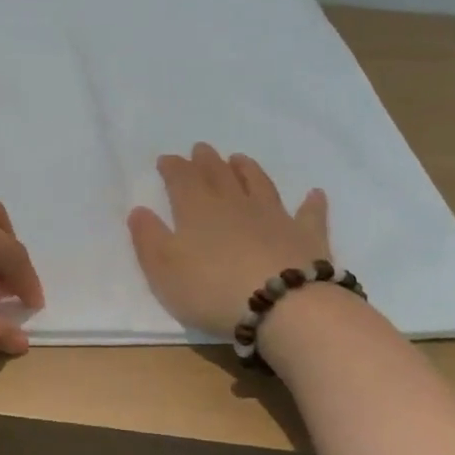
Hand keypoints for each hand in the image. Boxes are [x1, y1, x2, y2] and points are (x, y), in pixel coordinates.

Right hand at [128, 144, 331, 335]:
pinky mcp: (305, 235)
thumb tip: (139, 211)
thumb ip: (148, 238)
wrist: (282, 304)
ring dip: (248, 169)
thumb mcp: (163, 269)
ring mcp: (274, 216)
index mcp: (197, 210)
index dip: (173, 167)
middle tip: (201, 149)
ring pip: (259, 184)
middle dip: (207, 161)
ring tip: (240, 159)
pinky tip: (315, 194)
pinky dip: (311, 203)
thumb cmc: (212, 289)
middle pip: (219, 175)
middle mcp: (235, 204)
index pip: (182, 179)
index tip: (167, 159)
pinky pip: (308, 214)